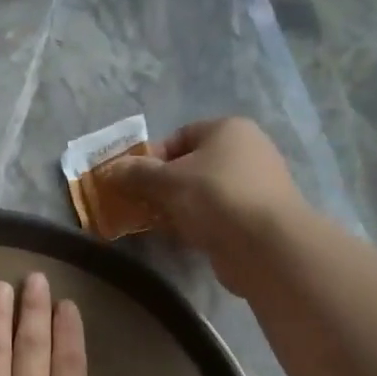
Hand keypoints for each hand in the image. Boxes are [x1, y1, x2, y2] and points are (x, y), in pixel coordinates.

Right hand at [100, 118, 307, 294]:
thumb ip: (136, 173)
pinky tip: (179, 239)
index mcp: (229, 130)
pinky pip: (216, 216)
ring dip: (176, 208)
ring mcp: (254, 187)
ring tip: (154, 224)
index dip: (152, 157)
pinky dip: (196, 225)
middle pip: (191, 166)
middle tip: (138, 204)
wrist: (266, 245)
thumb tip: (110, 170)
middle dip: (161, 186)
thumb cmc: (216, 197)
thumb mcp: (168, 181)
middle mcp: (246, 152)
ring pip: (202, 194)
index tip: (132, 180)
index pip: (180, 136)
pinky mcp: (255, 219)